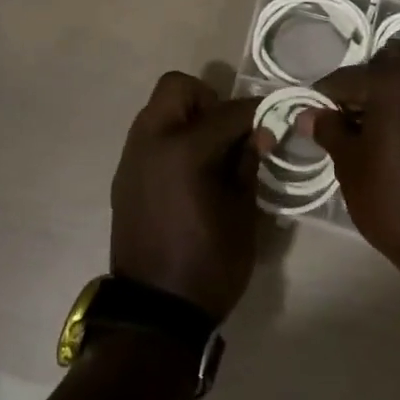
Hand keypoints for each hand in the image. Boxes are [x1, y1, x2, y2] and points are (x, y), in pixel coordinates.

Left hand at [111, 73, 269, 320]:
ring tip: (210, 151)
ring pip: (158, 108)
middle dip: (208, 100)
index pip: (228, 111)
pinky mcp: (124, 175)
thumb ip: (247, 162)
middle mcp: (151, 141)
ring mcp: (132, 157)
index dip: (256, 111)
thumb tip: (258, 132)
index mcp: (184, 150)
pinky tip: (189, 171)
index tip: (275, 115)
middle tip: (229, 131)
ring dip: (187, 116)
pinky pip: (149, 136)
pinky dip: (171, 138)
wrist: (156, 312)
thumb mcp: (242, 213)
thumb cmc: (209, 263)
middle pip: (178, 88)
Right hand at [307, 42, 399, 277]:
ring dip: (395, 93)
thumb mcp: (349, 165)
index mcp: (392, 80)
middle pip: (389, 61)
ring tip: (378, 131)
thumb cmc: (393, 199)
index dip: (325, 98)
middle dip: (367, 81)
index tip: (315, 118)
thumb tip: (308, 114)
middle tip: (351, 116)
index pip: (346, 78)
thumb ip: (329, 130)